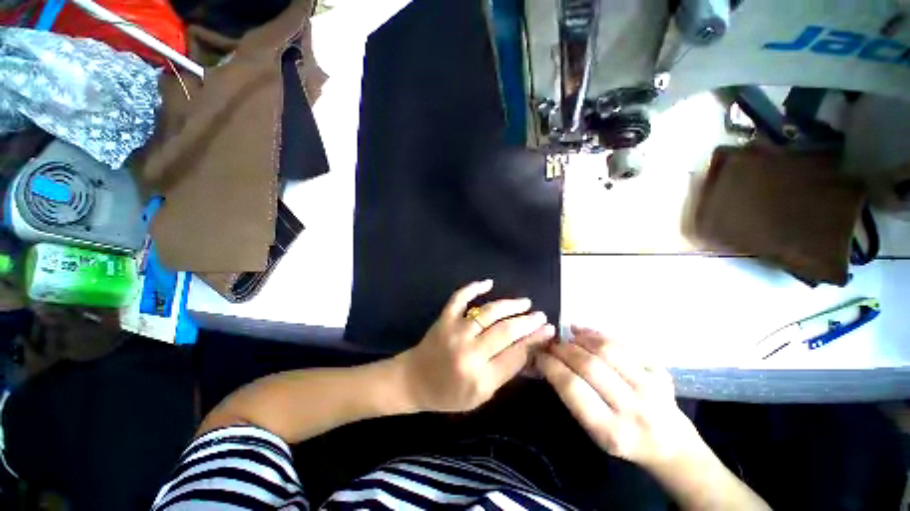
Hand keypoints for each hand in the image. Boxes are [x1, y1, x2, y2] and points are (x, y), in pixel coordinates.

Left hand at [398, 280, 555, 412]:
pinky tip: (488, 282)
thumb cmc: (448, 394)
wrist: (414, 381)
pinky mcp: (444, 319)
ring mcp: (455, 331)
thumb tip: (528, 350)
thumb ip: (504, 373)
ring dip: (510, 305)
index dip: (535, 341)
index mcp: (480, 377)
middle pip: (505, 331)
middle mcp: (469, 352)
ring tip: (525, 303)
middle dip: (527, 322)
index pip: (516, 354)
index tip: (548, 331)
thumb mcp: (481, 396)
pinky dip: (473, 288)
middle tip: (541, 316)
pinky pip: (459, 298)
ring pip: (488, 312)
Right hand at [536, 327, 700, 469]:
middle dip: (562, 349)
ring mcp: (652, 388)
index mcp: (612, 431)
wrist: (670, 445)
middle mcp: (634, 409)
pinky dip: (599, 334)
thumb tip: (546, 361)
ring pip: (607, 350)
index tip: (538, 354)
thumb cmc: (623, 440)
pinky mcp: (660, 371)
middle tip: (550, 343)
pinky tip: (583, 332)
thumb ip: (571, 398)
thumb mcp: (593, 432)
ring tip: (567, 336)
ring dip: (580, 338)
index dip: (551, 365)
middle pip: (589, 365)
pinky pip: (624, 344)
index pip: (573, 387)